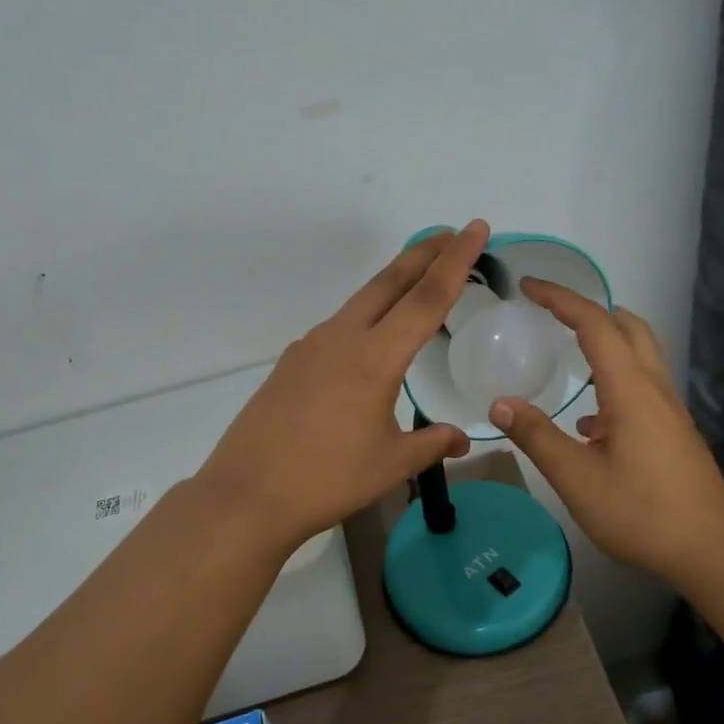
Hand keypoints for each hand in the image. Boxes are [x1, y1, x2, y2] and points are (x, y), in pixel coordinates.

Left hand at [195, 222, 490, 549]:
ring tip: (418, 280)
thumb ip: (432, 444)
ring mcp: (311, 346)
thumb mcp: (391, 464)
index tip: (475, 229)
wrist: (248, 494)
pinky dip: (366, 315)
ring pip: (361, 301)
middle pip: (389, 282)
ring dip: (394, 283)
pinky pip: (339, 326)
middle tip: (452, 233)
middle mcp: (342, 338)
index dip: (456, 261)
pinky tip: (371, 338)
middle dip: (424, 253)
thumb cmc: (327, 479)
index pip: (426, 298)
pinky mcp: (291, 361)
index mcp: (374, 358)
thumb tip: (463, 439)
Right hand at [486, 278, 723, 587]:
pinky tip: (589, 422)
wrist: (713, 551)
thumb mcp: (576, 478)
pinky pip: (641, 386)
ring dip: (604, 341)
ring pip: (638, 354)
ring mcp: (669, 410)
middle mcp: (654, 388)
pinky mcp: (673, 432)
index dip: (560, 299)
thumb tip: (499, 403)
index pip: (595, 324)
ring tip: (566, 351)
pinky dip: (612, 380)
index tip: (528, 287)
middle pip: (627, 326)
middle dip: (588, 309)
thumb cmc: (642, 512)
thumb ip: (536, 436)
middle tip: (550, 312)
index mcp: (630, 389)